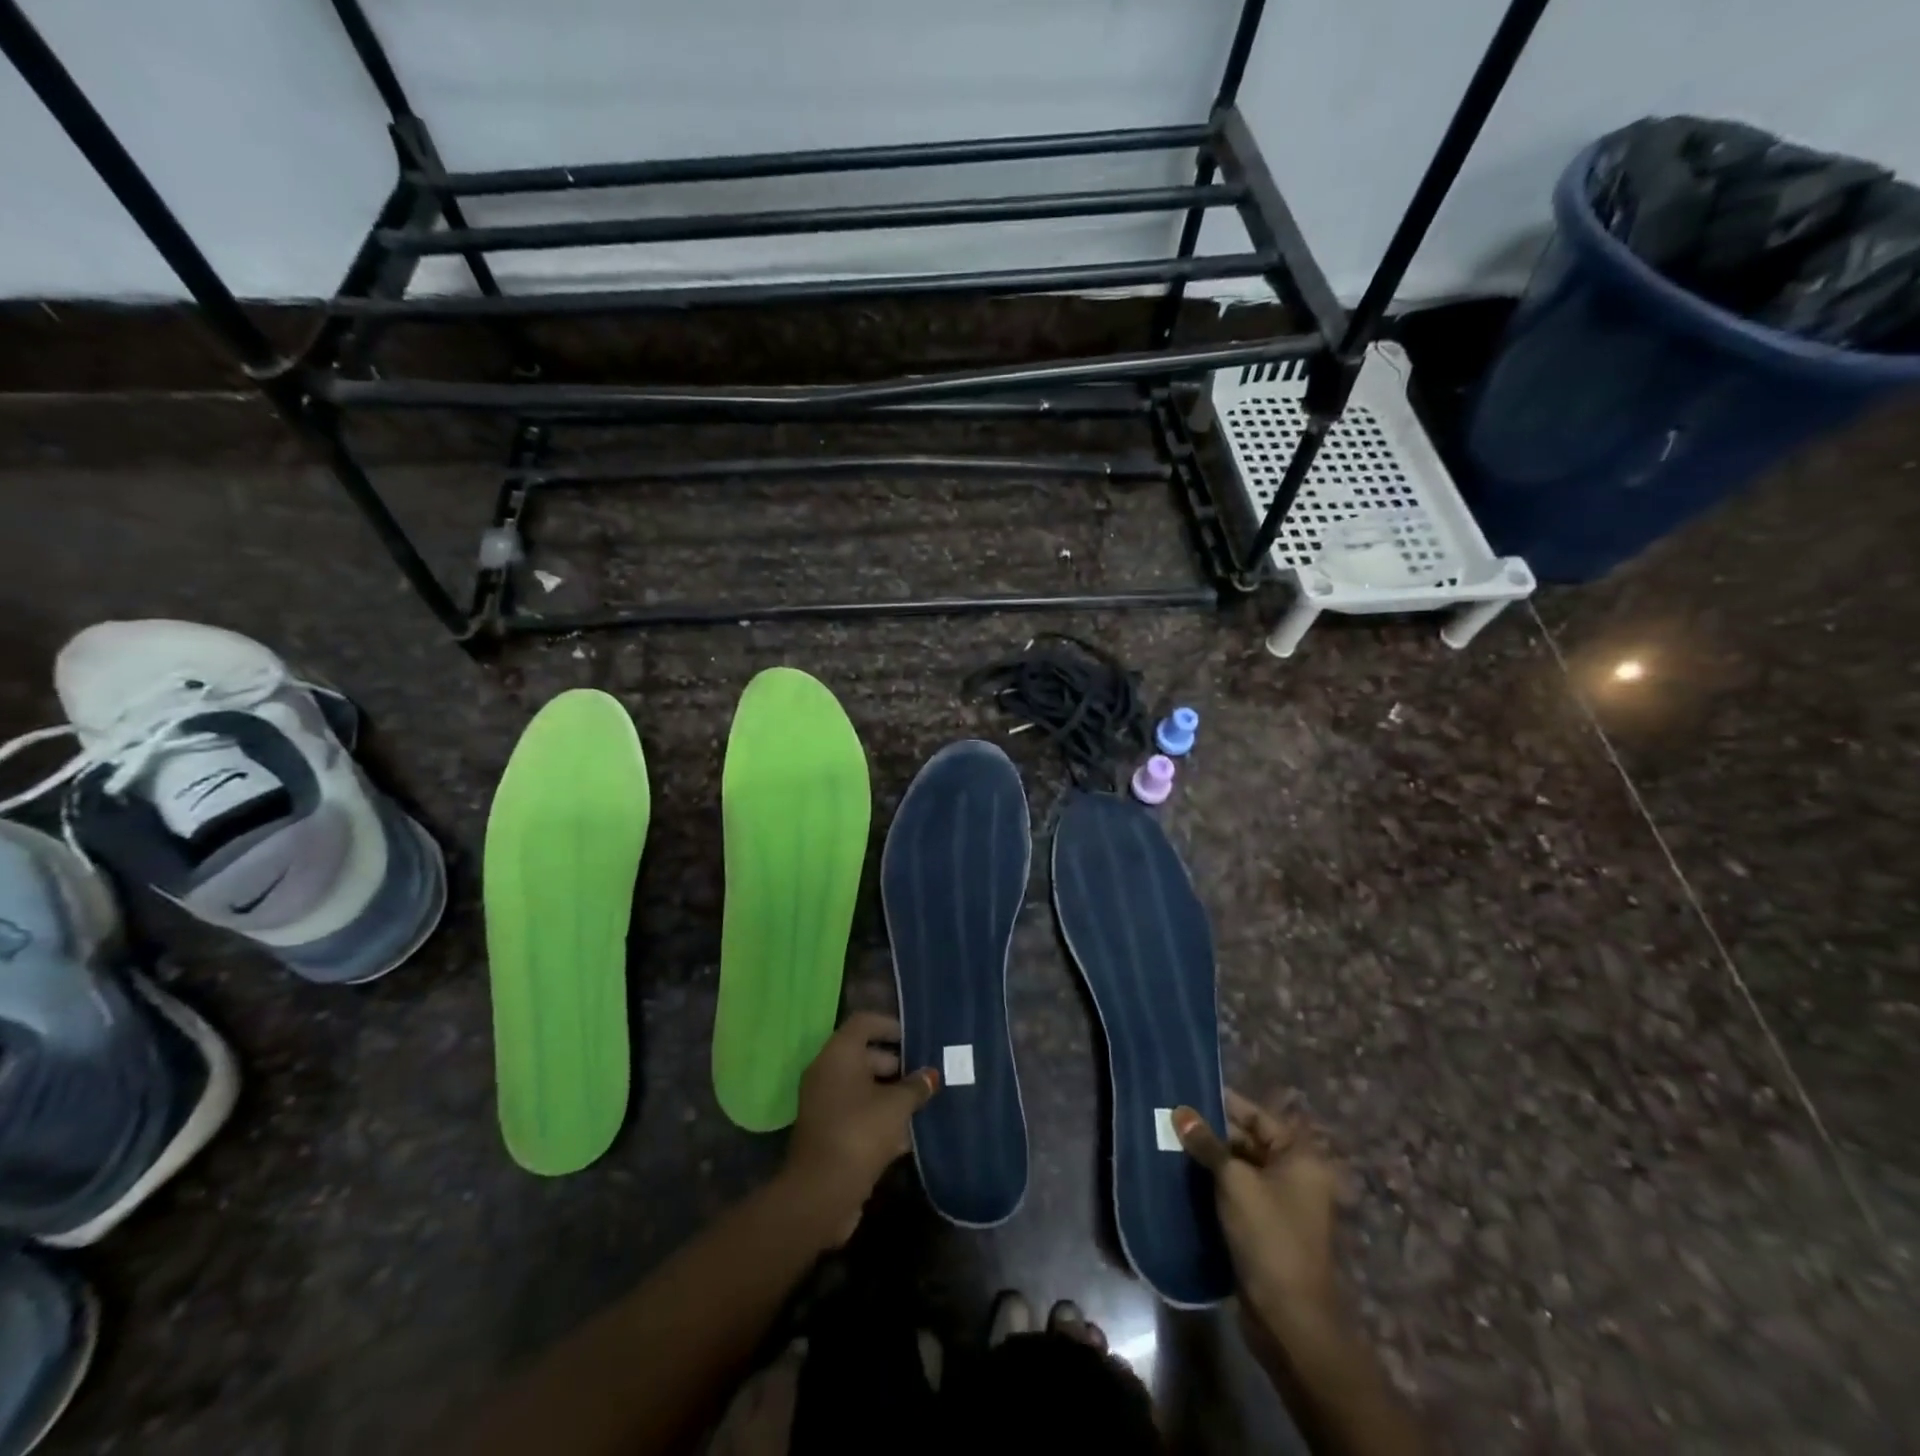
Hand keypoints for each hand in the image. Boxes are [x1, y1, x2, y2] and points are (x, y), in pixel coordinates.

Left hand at [783, 1012, 938, 1235]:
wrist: (821, 1194)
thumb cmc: (860, 1132)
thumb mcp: (896, 1106)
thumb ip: (916, 1086)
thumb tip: (930, 1075)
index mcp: (838, 1055)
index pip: (864, 1023)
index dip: (891, 1025)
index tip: (917, 1037)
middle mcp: (827, 1072)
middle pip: (865, 1055)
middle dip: (897, 1064)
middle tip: (926, 1074)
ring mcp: (825, 1104)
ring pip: (863, 1088)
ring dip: (891, 1094)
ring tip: (924, 1103)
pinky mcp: (829, 1133)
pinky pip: (858, 1113)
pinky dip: (880, 1118)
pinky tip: (908, 1135)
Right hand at [1174, 1090, 1343, 1323]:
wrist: (1288, 1318)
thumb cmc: (1268, 1236)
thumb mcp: (1235, 1182)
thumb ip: (1207, 1143)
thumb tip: (1181, 1111)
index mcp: (1299, 1157)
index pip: (1257, 1116)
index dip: (1224, 1103)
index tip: (1188, 1091)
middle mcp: (1294, 1176)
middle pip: (1247, 1141)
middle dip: (1210, 1132)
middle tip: (1171, 1118)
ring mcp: (1279, 1204)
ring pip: (1238, 1168)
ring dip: (1207, 1159)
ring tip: (1168, 1141)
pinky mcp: (1263, 1227)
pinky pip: (1235, 1193)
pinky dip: (1211, 1184)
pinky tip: (1180, 1176)